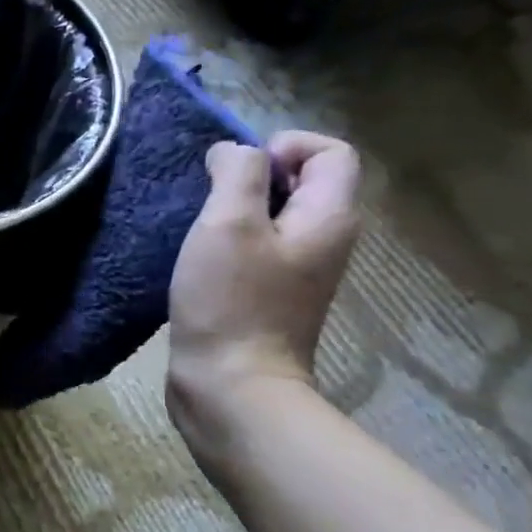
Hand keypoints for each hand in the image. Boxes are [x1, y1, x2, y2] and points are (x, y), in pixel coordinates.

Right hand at [166, 131, 360, 434]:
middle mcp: (325, 239)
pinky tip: (201, 256)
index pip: (331, 152)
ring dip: (236, 208)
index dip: (285, 145)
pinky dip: (231, 238)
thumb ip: (237, 174)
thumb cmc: (230, 301)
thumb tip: (234, 152)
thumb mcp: (228, 223)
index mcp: (328, 217)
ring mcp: (299, 270)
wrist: (231, 386)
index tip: (238, 171)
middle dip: (254, 176)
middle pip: (303, 180)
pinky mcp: (271, 293)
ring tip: (200, 226)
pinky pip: (258, 244)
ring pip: (275, 214)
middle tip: (211, 199)